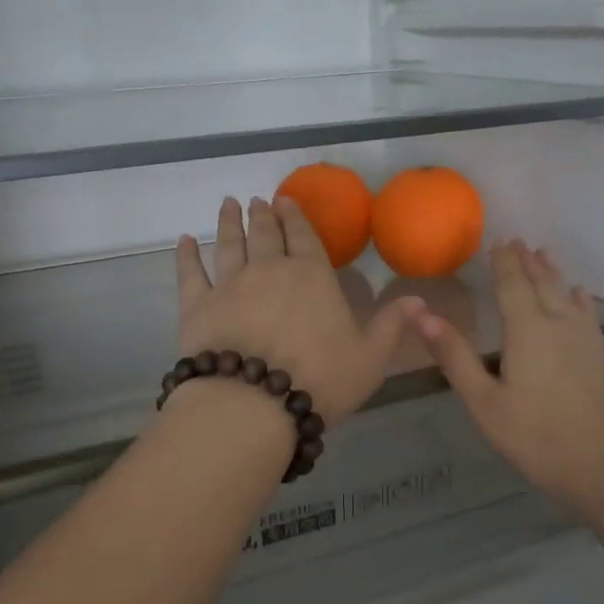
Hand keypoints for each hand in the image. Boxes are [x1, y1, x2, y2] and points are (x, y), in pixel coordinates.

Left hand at [176, 197, 419, 424]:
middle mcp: (269, 270)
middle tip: (258, 200)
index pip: (305, 237)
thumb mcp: (370, 358)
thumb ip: (391, 326)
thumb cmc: (319, 380)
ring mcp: (229, 284)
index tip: (286, 200)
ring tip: (228, 205)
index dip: (296, 217)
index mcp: (312, 277)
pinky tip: (183, 240)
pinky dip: (185, 254)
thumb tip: (419, 299)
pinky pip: (189, 272)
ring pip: (229, 244)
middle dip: (263, 214)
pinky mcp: (197, 305)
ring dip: (229, 223)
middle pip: (265, 234)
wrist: (252, 403)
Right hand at [404, 241, 603, 514]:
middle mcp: (559, 323)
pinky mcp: (603, 356)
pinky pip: (587, 314)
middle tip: (517, 241)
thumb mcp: (484, 402)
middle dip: (527, 261)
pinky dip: (579, 299)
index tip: (498, 240)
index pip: (512, 283)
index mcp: (527, 329)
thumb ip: (454, 356)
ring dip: (552, 273)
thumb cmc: (537, 438)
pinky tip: (580, 296)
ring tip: (544, 254)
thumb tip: (420, 314)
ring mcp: (587, 339)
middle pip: (542, 283)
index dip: (503, 261)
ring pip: (566, 294)